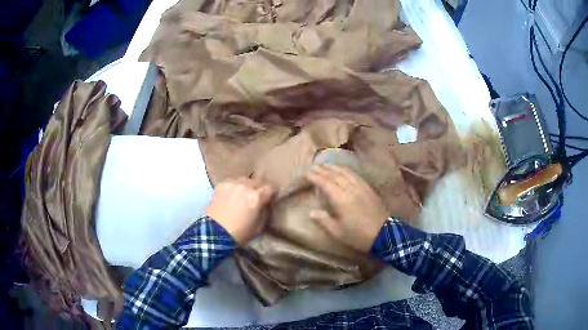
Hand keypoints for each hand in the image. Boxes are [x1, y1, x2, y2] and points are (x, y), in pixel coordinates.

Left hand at [206, 177, 274, 244]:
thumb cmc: (239, 233)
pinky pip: (232, 182)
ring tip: (243, 194)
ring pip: (244, 180)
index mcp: (256, 197)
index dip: (272, 193)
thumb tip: (265, 204)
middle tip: (257, 197)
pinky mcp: (221, 185)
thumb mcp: (259, 227)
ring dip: (246, 186)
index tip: (270, 198)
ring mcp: (232, 184)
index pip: (270, 187)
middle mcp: (245, 186)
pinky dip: (234, 187)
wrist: (215, 233)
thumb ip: (264, 212)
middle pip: (258, 181)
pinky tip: (232, 195)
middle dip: (259, 188)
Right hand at [306, 164, 388, 251]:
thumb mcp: (337, 232)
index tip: (306, 172)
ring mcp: (361, 186)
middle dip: (322, 169)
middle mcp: (350, 188)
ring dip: (334, 167)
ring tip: (325, 165)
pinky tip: (343, 171)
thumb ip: (323, 220)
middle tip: (313, 166)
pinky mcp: (368, 188)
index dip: (314, 176)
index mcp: (340, 199)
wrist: (384, 233)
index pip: (324, 182)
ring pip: (345, 172)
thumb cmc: (358, 235)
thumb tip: (311, 212)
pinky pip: (354, 174)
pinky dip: (345, 170)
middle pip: (334, 174)